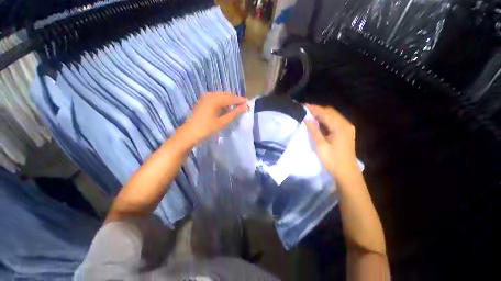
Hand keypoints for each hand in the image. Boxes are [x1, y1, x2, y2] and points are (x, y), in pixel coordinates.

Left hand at [177, 92, 247, 145]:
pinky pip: (216, 98)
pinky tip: (225, 108)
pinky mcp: (203, 100)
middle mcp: (210, 95)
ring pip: (221, 96)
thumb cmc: (207, 128)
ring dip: (229, 101)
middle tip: (243, 106)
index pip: (232, 98)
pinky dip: (222, 102)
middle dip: (235, 100)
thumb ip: (235, 113)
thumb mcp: (223, 121)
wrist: (190, 133)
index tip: (248, 103)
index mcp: (215, 99)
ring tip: (236, 108)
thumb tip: (245, 107)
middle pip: (227, 95)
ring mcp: (206, 97)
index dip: (241, 100)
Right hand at [305, 104, 358, 180]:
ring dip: (321, 114)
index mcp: (340, 127)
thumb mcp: (321, 145)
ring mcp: (347, 128)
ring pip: (332, 116)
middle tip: (305, 110)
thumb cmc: (332, 160)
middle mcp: (345, 124)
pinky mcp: (346, 132)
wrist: (346, 172)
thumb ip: (314, 130)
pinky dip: (326, 119)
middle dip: (318, 110)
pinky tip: (318, 121)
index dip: (314, 109)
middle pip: (330, 112)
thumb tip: (306, 119)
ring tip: (309, 114)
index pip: (326, 113)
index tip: (304, 106)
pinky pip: (334, 121)